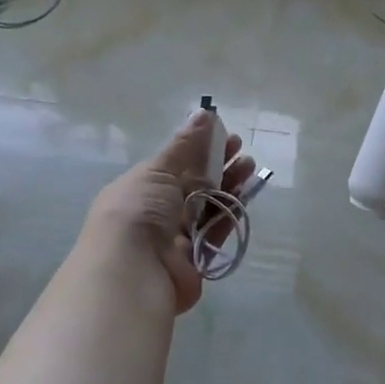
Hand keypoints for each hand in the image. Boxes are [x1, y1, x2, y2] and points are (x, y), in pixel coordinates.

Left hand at [84, 110, 255, 314]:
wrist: (133, 270)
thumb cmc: (139, 210)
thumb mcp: (157, 170)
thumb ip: (184, 146)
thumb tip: (204, 113)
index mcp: (142, 188)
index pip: (175, 165)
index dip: (200, 149)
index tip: (225, 136)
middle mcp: (157, 212)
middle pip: (194, 185)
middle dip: (219, 166)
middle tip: (243, 153)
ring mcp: (176, 237)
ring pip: (208, 206)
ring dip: (229, 186)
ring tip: (250, 168)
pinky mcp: (195, 259)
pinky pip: (216, 231)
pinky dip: (231, 212)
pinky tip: (247, 194)